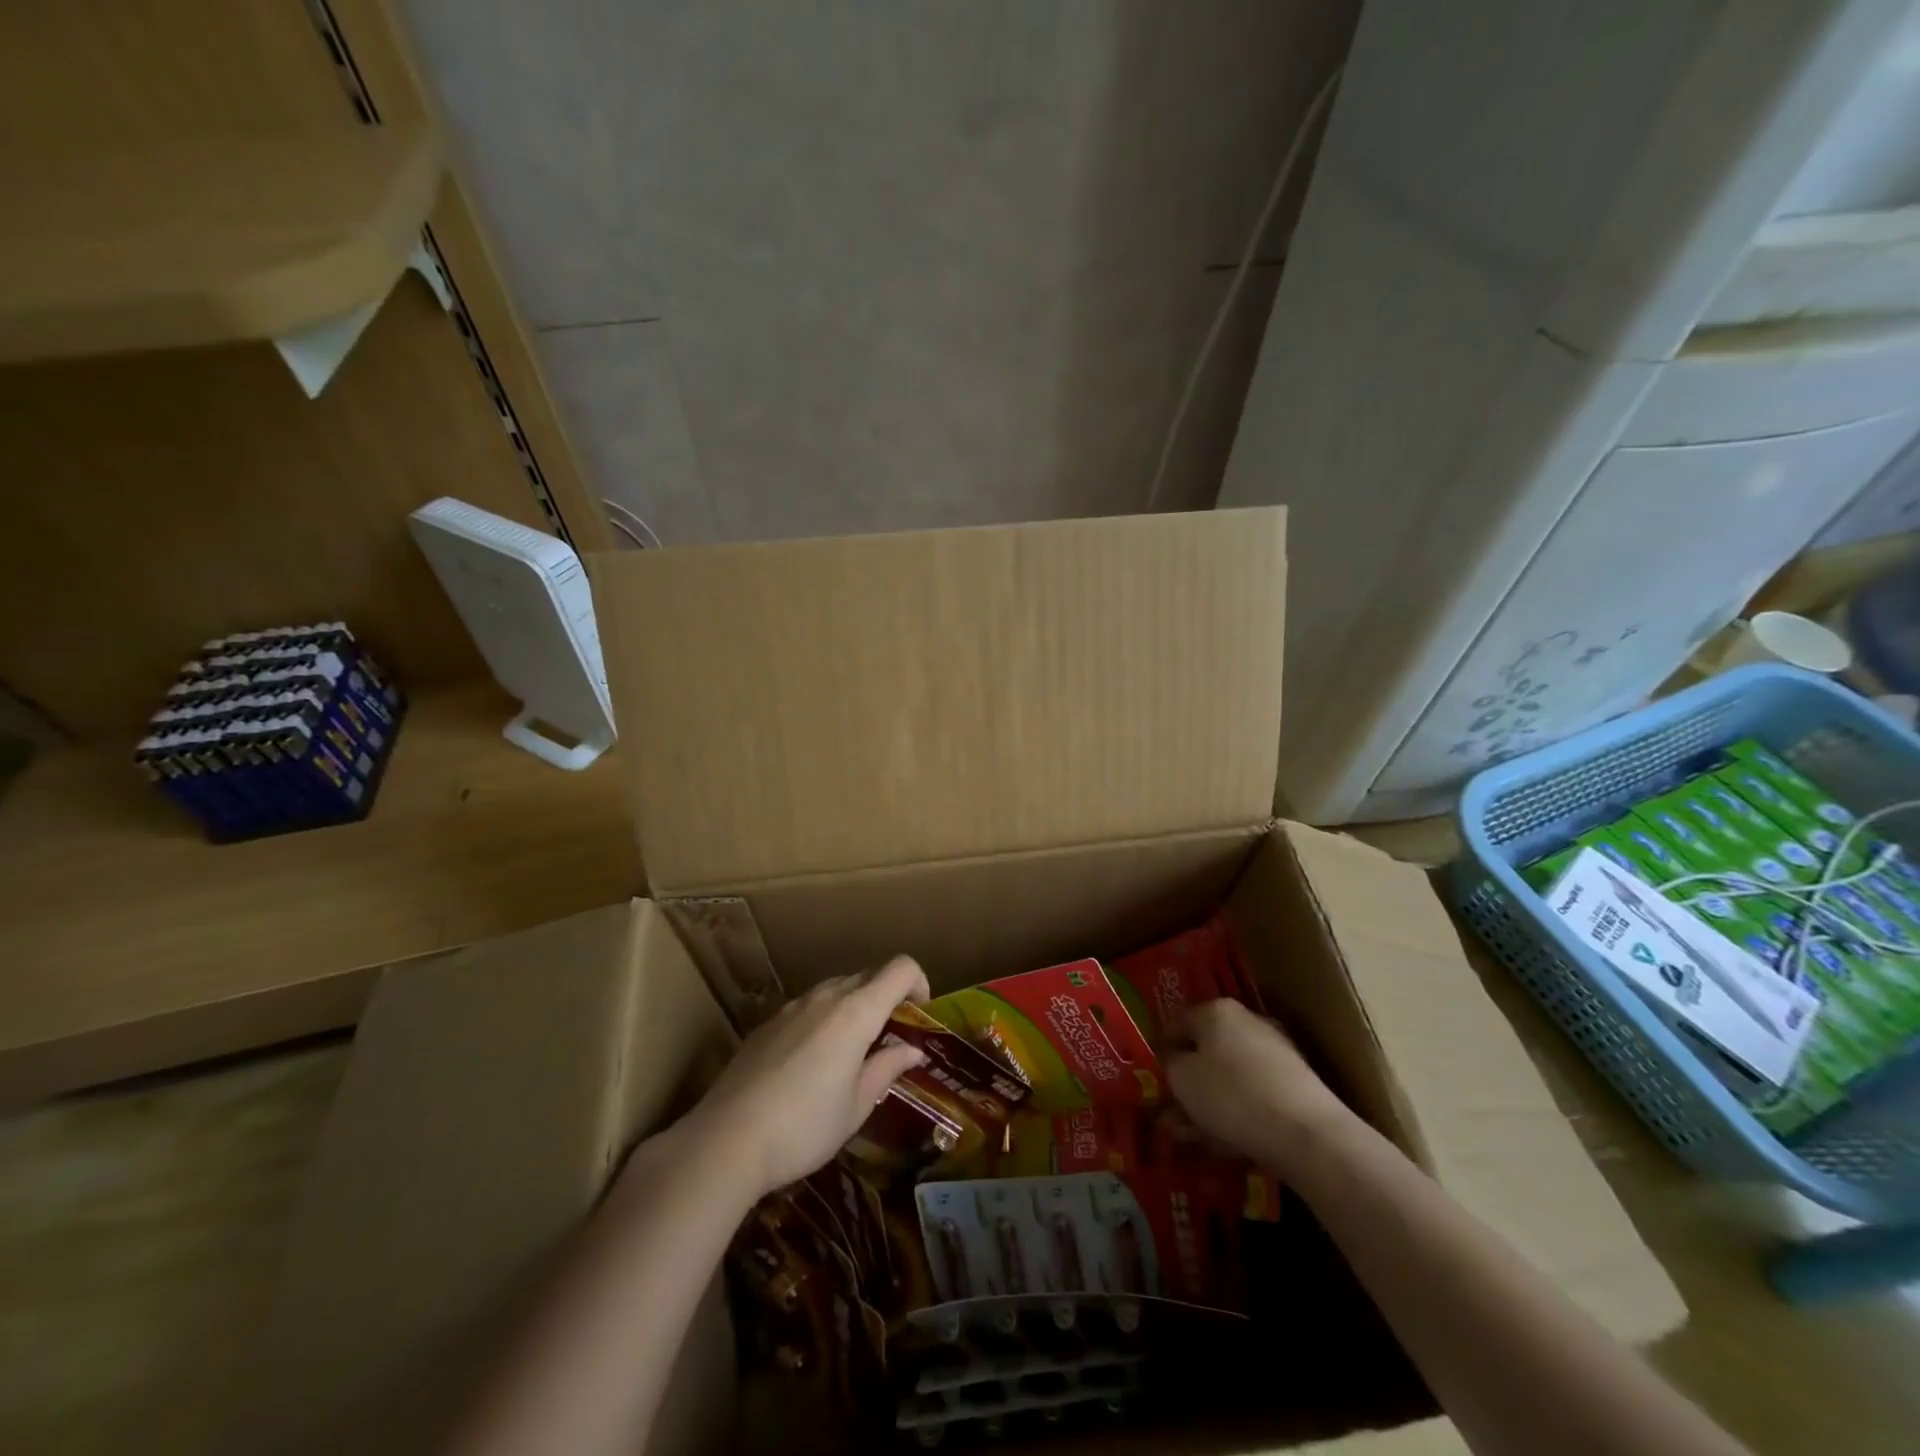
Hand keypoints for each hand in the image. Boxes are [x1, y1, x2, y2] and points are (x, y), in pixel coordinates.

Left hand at [681, 956, 931, 1200]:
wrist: (725, 1140)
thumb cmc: (804, 1127)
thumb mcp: (856, 1106)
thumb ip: (887, 1068)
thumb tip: (912, 1050)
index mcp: (856, 1012)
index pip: (900, 968)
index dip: (919, 982)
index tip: (920, 1014)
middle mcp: (826, 997)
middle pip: (868, 974)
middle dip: (888, 996)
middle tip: (890, 1037)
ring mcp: (792, 1006)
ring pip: (836, 988)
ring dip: (855, 1006)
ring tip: (853, 1051)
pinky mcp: (767, 1023)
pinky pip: (808, 1006)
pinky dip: (824, 1018)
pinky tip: (812, 1062)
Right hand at [1167, 999, 1351, 1176]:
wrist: (1308, 1135)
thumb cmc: (1232, 1095)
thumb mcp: (1182, 1078)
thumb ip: (1168, 1066)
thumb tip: (1170, 1061)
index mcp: (1217, 1011)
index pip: (1177, 1024)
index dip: (1159, 1052)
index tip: (1150, 1080)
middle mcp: (1248, 1023)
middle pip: (1205, 1053)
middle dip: (1185, 1085)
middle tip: (1168, 1115)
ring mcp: (1275, 1055)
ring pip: (1228, 1078)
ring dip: (1206, 1105)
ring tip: (1189, 1138)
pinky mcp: (1294, 1087)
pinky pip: (1251, 1096)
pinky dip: (1234, 1115)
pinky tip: (1221, 1143)